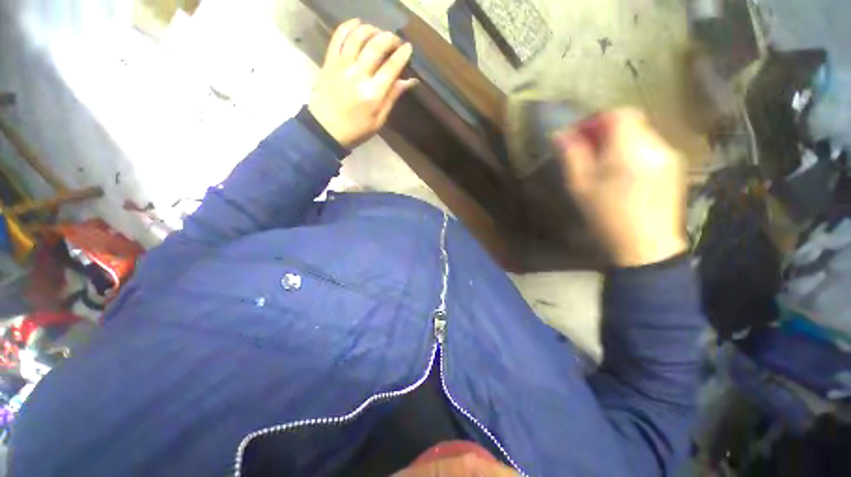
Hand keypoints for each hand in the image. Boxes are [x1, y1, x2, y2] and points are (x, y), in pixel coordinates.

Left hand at [309, 19, 418, 148]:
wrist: (325, 129)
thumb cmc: (356, 130)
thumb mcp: (378, 121)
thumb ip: (392, 98)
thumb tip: (409, 81)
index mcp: (373, 94)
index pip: (392, 66)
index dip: (402, 54)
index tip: (408, 48)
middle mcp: (358, 75)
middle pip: (377, 45)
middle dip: (390, 38)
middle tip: (395, 41)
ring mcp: (342, 65)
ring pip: (358, 36)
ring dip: (372, 30)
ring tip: (378, 33)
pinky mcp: (329, 61)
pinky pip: (338, 36)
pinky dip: (349, 26)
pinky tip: (358, 24)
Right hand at [555, 108, 687, 266]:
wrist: (646, 246)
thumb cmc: (606, 217)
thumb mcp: (580, 187)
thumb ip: (572, 156)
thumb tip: (560, 133)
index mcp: (629, 151)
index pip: (618, 114)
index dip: (596, 120)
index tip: (580, 135)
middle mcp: (655, 146)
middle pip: (631, 122)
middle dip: (606, 131)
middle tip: (588, 152)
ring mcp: (669, 155)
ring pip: (641, 134)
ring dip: (619, 142)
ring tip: (604, 166)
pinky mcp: (675, 166)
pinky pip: (650, 147)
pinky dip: (633, 152)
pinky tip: (623, 174)